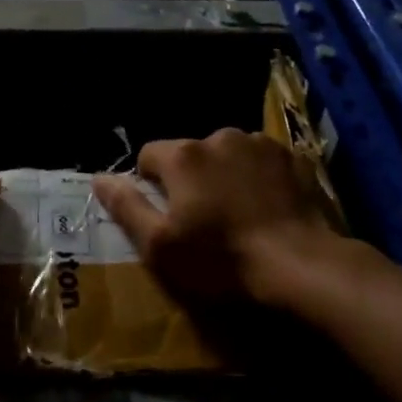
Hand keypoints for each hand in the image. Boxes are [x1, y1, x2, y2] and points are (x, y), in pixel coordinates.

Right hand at [93, 129, 347, 306]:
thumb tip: (99, 178)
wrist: (301, 265)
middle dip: (189, 179)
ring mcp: (260, 144)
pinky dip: (257, 178)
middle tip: (203, 221)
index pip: (148, 155)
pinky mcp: (293, 157)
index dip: (150, 185)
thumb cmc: (221, 259)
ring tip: (238, 214)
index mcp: (184, 155)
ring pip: (226, 155)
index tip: (165, 215)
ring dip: (224, 176)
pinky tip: (266, 209)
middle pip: (189, 154)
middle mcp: (220, 136)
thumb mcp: (159, 245)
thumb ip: (125, 207)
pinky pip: (260, 162)